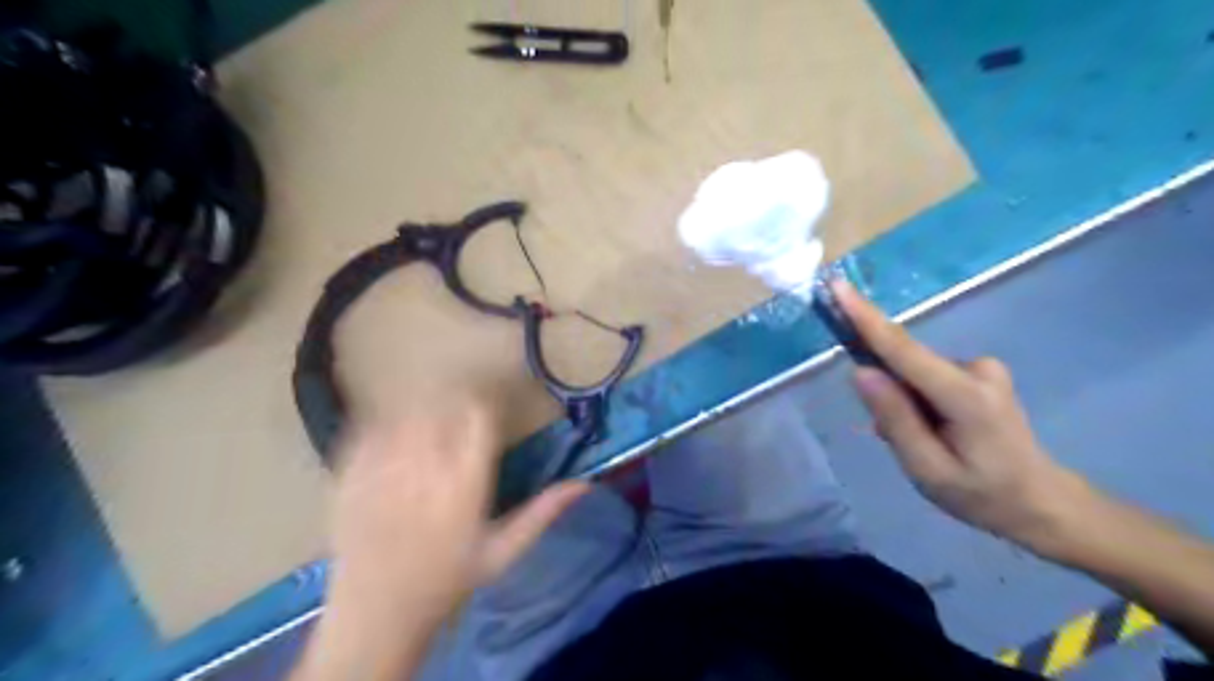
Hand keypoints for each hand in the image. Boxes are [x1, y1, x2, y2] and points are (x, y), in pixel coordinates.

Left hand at [301, 393, 590, 680]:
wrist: (377, 617)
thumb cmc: (449, 583)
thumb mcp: (503, 552)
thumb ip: (543, 513)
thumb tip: (585, 483)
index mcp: (465, 485)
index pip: (478, 417)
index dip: (484, 405)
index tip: (486, 410)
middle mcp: (425, 470)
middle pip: (441, 407)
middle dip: (453, 402)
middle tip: (457, 414)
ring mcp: (383, 471)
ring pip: (406, 413)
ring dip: (421, 410)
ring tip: (428, 424)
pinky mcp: (351, 477)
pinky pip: (367, 431)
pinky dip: (383, 425)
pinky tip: (393, 438)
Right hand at [835, 281, 1101, 552]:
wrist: (1041, 502)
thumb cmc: (981, 494)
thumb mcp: (927, 470)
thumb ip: (895, 420)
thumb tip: (861, 372)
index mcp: (965, 396)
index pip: (903, 349)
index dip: (866, 318)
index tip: (838, 286)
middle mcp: (976, 368)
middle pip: (905, 363)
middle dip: (885, 392)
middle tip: (895, 438)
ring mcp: (982, 367)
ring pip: (913, 373)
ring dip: (902, 401)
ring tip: (922, 444)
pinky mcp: (979, 371)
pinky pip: (925, 376)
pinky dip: (915, 399)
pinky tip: (933, 431)